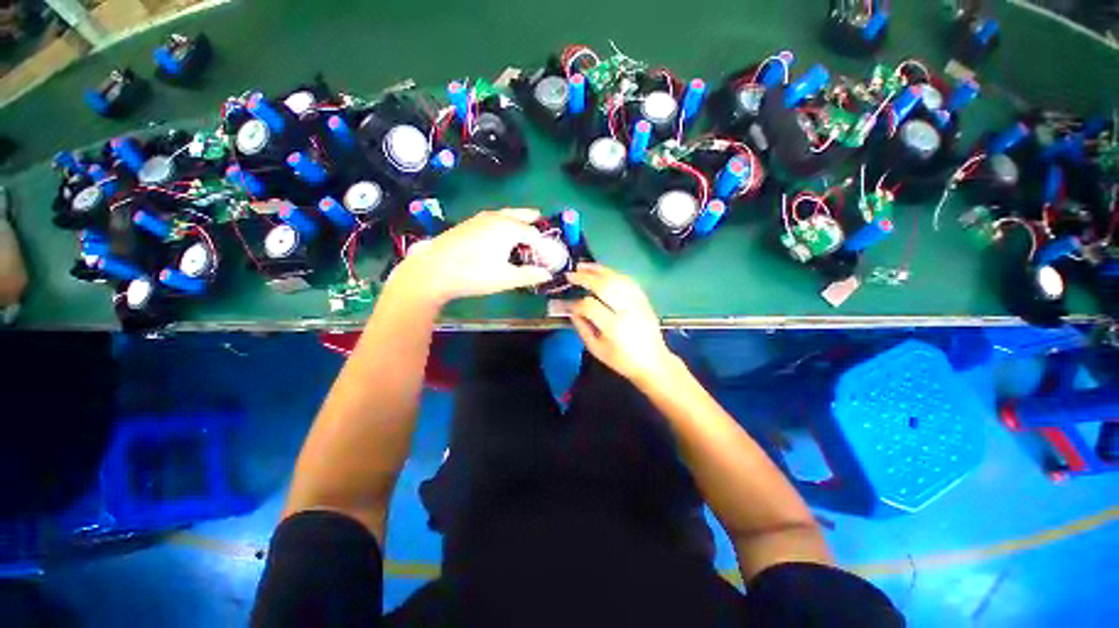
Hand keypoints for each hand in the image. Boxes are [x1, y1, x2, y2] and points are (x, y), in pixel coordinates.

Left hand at [390, 209, 552, 304]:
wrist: (434, 270)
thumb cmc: (474, 274)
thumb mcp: (506, 278)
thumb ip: (529, 275)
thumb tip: (547, 274)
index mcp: (509, 228)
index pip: (533, 234)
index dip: (543, 245)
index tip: (547, 256)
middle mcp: (496, 218)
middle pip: (518, 214)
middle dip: (529, 217)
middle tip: (539, 216)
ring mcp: (479, 220)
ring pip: (503, 215)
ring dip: (514, 217)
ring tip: (521, 222)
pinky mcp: (467, 225)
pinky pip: (491, 219)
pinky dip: (501, 222)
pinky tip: (497, 233)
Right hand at [564, 263, 676, 384]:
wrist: (653, 362)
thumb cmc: (622, 360)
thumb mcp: (596, 349)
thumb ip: (582, 328)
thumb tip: (573, 310)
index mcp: (614, 327)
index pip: (590, 306)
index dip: (576, 304)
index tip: (569, 305)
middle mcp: (627, 311)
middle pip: (604, 286)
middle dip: (584, 277)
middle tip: (571, 274)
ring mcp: (638, 302)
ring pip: (617, 278)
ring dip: (598, 270)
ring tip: (583, 266)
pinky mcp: (644, 299)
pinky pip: (627, 280)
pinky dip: (613, 273)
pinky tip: (602, 272)